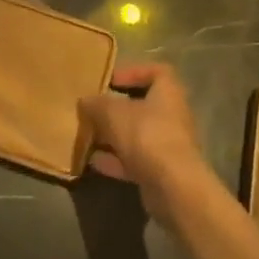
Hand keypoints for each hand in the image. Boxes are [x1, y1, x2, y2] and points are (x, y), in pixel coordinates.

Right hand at [79, 63, 221, 225]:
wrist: (173, 187)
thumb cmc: (146, 135)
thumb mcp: (113, 113)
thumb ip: (97, 104)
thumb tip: (85, 100)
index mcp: (168, 92)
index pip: (157, 72)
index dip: (133, 72)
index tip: (110, 80)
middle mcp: (172, 115)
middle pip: (143, 106)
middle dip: (116, 109)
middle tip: (92, 110)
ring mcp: (168, 145)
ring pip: (137, 135)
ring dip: (113, 136)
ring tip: (87, 136)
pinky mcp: (161, 171)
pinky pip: (135, 160)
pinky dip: (115, 160)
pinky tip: (93, 162)